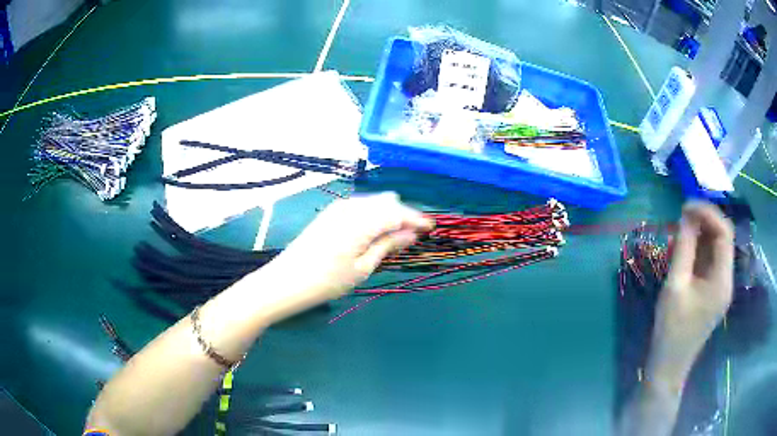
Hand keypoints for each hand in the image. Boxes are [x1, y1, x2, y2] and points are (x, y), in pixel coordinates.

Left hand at [268, 192, 432, 301]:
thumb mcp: (363, 267)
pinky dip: (373, 215)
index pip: (397, 213)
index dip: (416, 219)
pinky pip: (360, 206)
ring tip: (395, 236)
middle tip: (412, 236)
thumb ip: (388, 245)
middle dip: (403, 215)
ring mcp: (339, 207)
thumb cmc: (327, 281)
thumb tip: (411, 233)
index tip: (431, 228)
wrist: (286, 281)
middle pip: (387, 202)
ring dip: (388, 214)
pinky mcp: (330, 213)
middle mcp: (351, 206)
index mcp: (362, 220)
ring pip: (373, 202)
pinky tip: (374, 232)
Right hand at [648, 202, 733, 384]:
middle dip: (705, 221)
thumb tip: (687, 215)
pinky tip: (685, 249)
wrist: (668, 366)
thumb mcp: (675, 286)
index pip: (724, 233)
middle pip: (723, 239)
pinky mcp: (713, 293)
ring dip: (702, 235)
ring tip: (682, 229)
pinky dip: (700, 250)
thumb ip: (684, 248)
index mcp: (723, 280)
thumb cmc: (671, 329)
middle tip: (683, 214)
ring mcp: (721, 288)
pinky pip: (710, 263)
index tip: (686, 205)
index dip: (708, 213)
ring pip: (717, 250)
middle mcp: (727, 280)